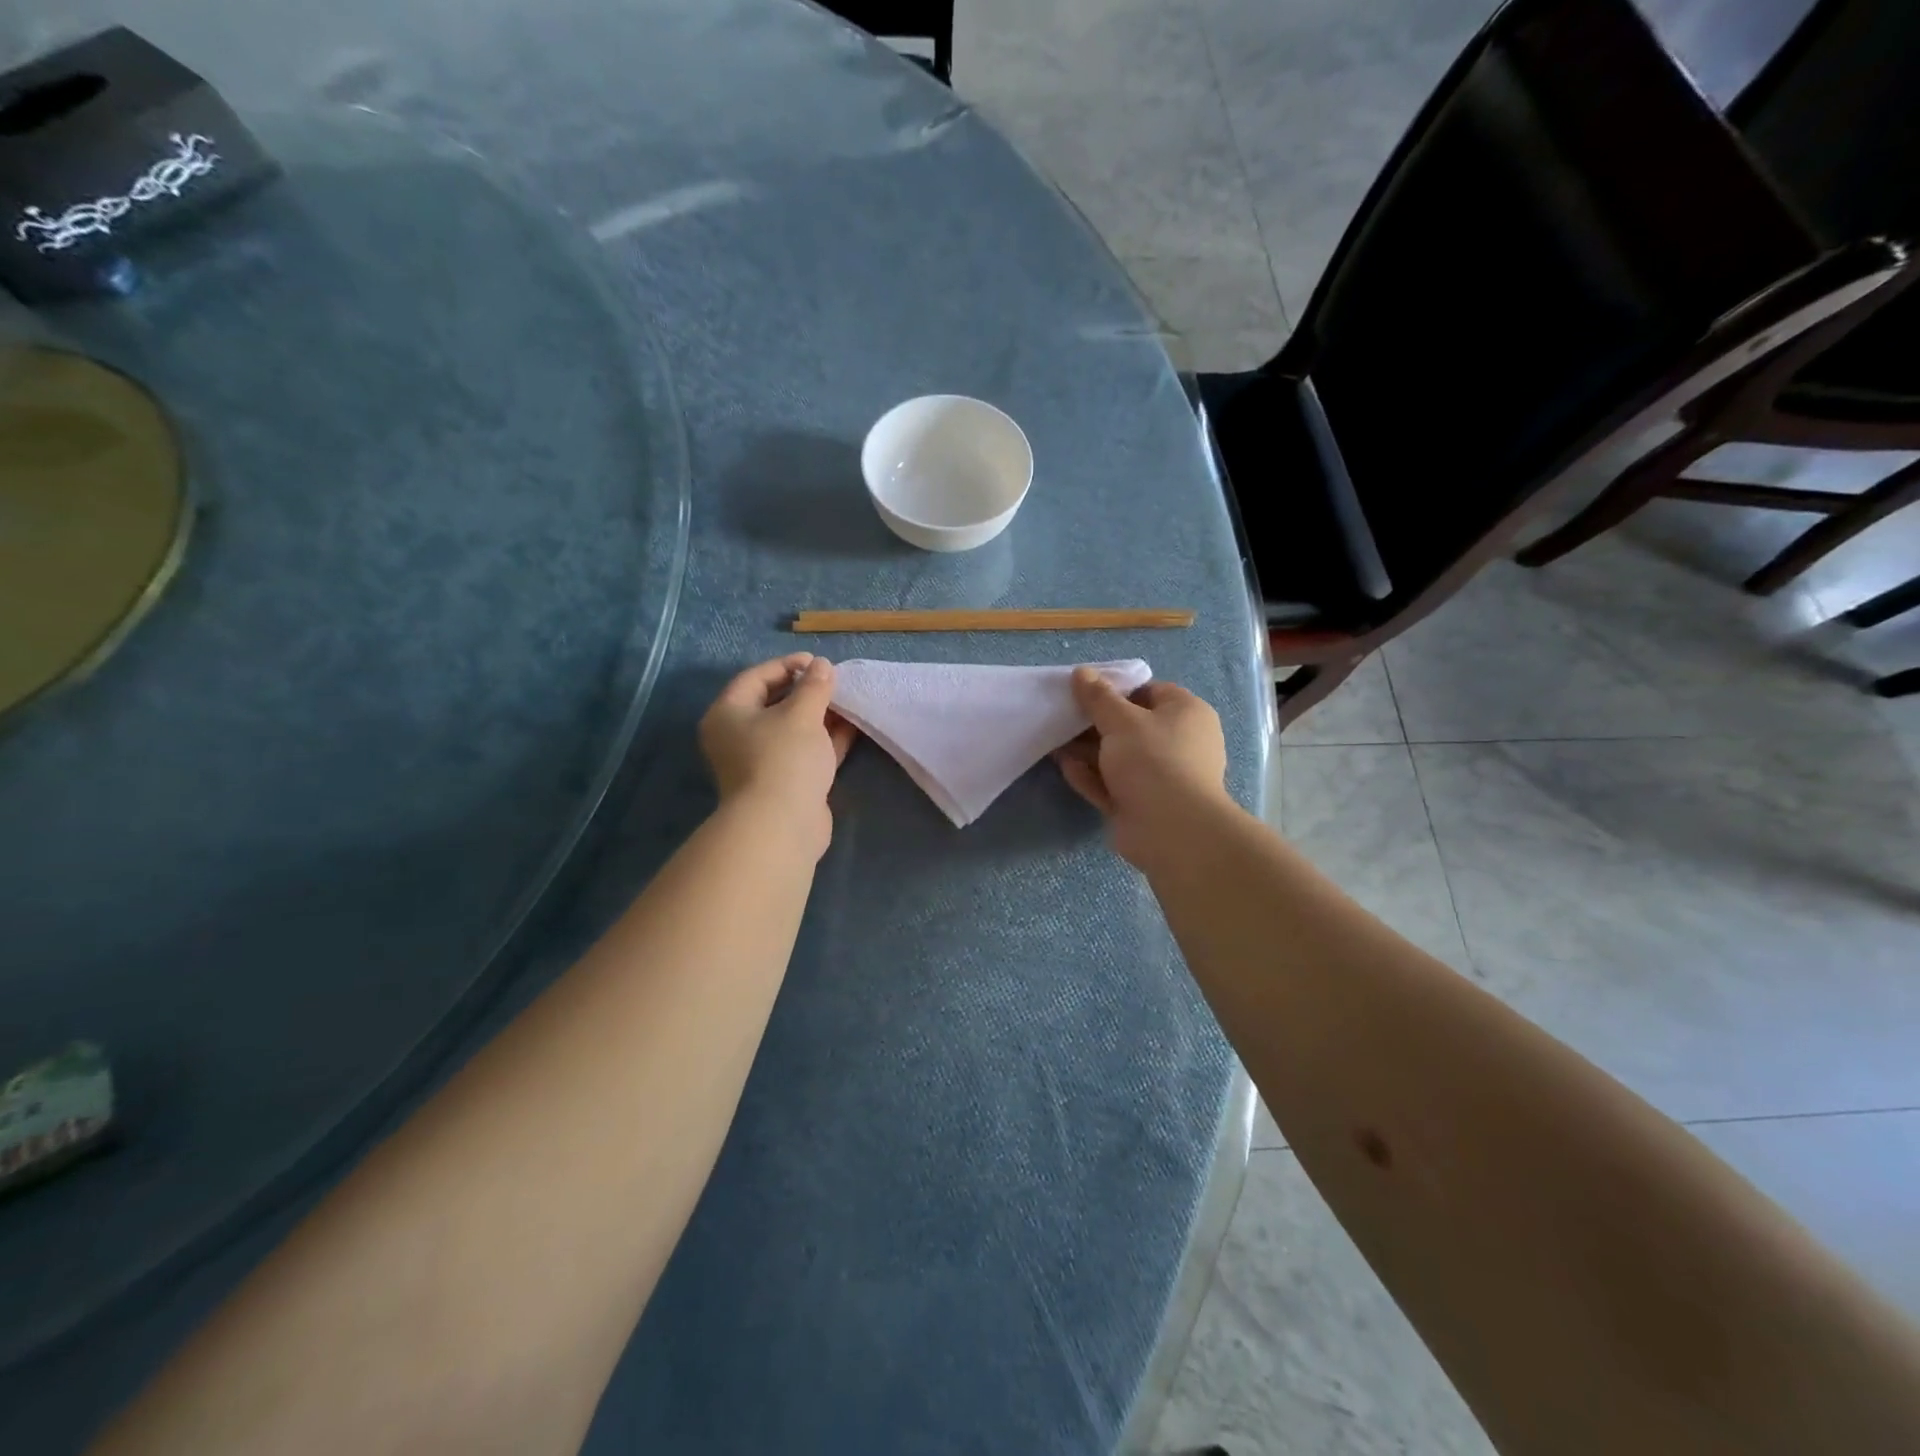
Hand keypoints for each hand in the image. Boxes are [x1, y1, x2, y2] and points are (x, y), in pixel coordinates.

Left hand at [699, 654, 857, 858]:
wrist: (782, 826)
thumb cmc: (783, 759)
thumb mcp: (801, 714)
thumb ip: (815, 686)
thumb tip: (823, 666)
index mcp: (729, 714)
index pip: (756, 677)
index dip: (786, 665)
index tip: (817, 662)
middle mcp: (739, 737)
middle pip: (774, 703)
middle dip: (806, 691)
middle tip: (835, 681)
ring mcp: (763, 762)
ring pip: (793, 730)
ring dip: (820, 715)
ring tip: (849, 700)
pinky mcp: (786, 782)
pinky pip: (806, 751)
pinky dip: (826, 739)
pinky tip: (852, 726)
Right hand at [1054, 668, 1230, 869]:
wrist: (1172, 830)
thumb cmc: (1153, 761)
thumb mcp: (1121, 720)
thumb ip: (1098, 697)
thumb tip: (1082, 672)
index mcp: (1186, 713)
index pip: (1149, 691)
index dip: (1116, 690)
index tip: (1084, 693)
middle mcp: (1177, 742)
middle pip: (1130, 726)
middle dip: (1094, 723)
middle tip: (1062, 717)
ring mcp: (1160, 776)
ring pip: (1118, 757)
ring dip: (1087, 751)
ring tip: (1053, 741)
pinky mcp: (1142, 804)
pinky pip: (1113, 784)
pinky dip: (1091, 776)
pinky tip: (1064, 768)